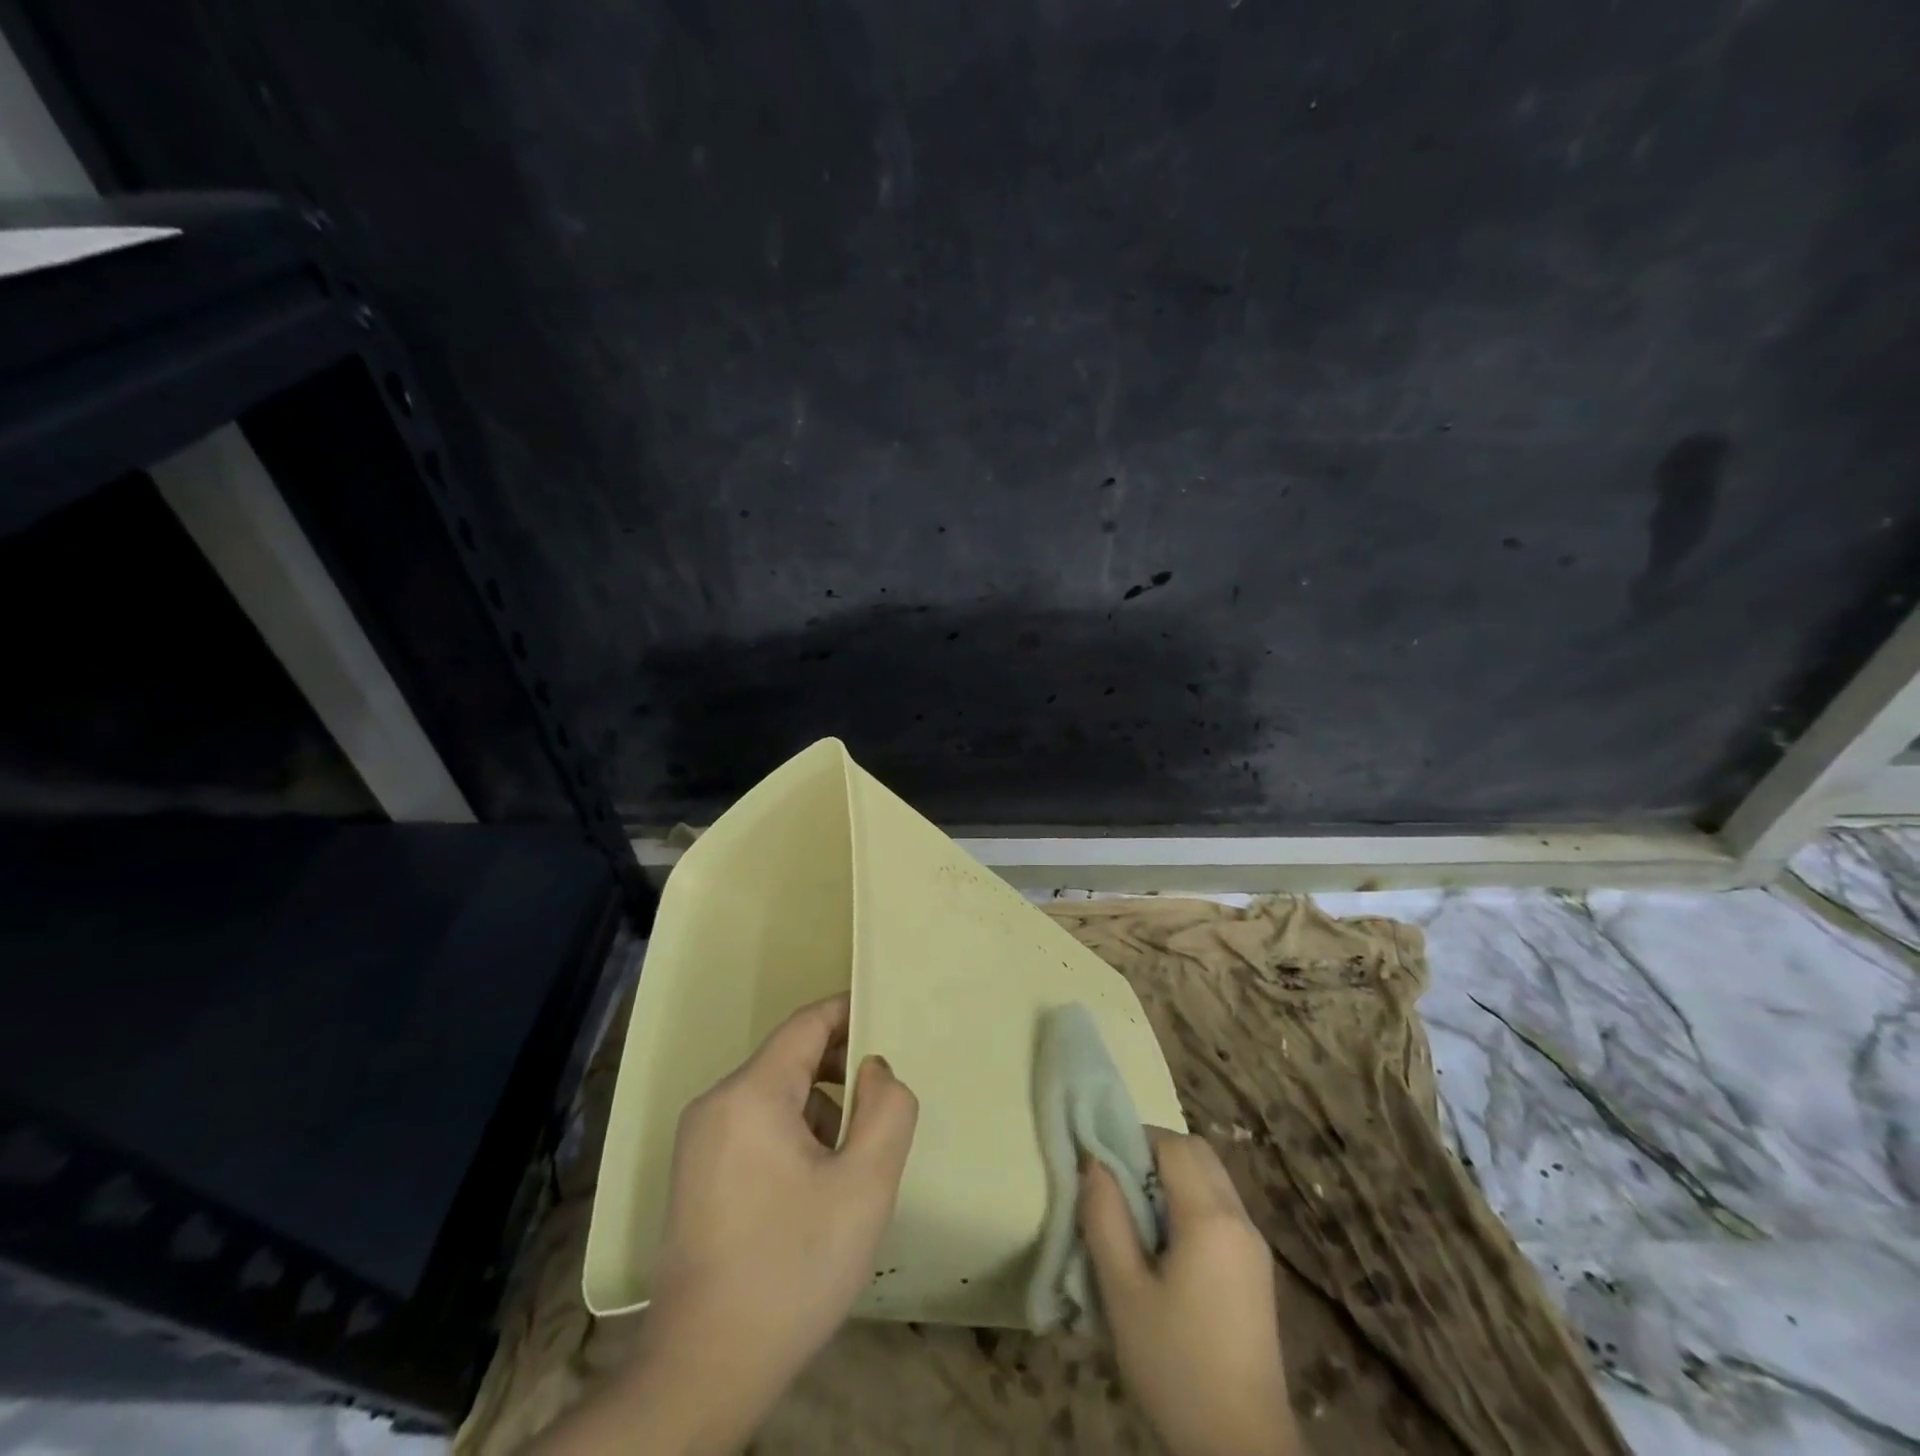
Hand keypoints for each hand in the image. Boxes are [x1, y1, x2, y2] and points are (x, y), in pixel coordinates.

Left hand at [639, 994, 918, 1433]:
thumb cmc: (792, 1268)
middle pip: (790, 1059)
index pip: (807, 1024)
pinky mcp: (695, 1174)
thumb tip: (874, 1068)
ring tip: (849, 1161)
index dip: (849, 1013)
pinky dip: (791, 1134)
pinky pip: (754, 1126)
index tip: (888, 1019)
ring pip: (774, 1095)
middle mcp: (716, 1103)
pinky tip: (812, 1188)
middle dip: (840, 1070)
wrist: (704, 1372)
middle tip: (882, 1105)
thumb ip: (887, 1109)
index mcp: (751, 1093)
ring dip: (819, 1109)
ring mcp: (699, 1141)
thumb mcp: (865, 1185)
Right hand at [1081, 1128, 1298, 1455]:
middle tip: (1119, 1188)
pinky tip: (1167, 1251)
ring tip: (1138, 1222)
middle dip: (1155, 1154)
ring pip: (1212, 1179)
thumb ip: (1105, 1218)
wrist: (1241, 1449)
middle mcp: (1240, 1218)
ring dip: (1174, 1180)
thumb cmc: (1176, 1365)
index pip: (1174, 1143)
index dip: (1135, 1141)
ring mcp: (1254, 1245)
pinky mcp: (1257, 1271)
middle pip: (1198, 1154)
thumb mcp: (1123, 1292)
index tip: (1104, 1166)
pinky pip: (1222, 1209)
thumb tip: (1094, 1163)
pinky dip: (1191, 1205)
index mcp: (1211, 1217)